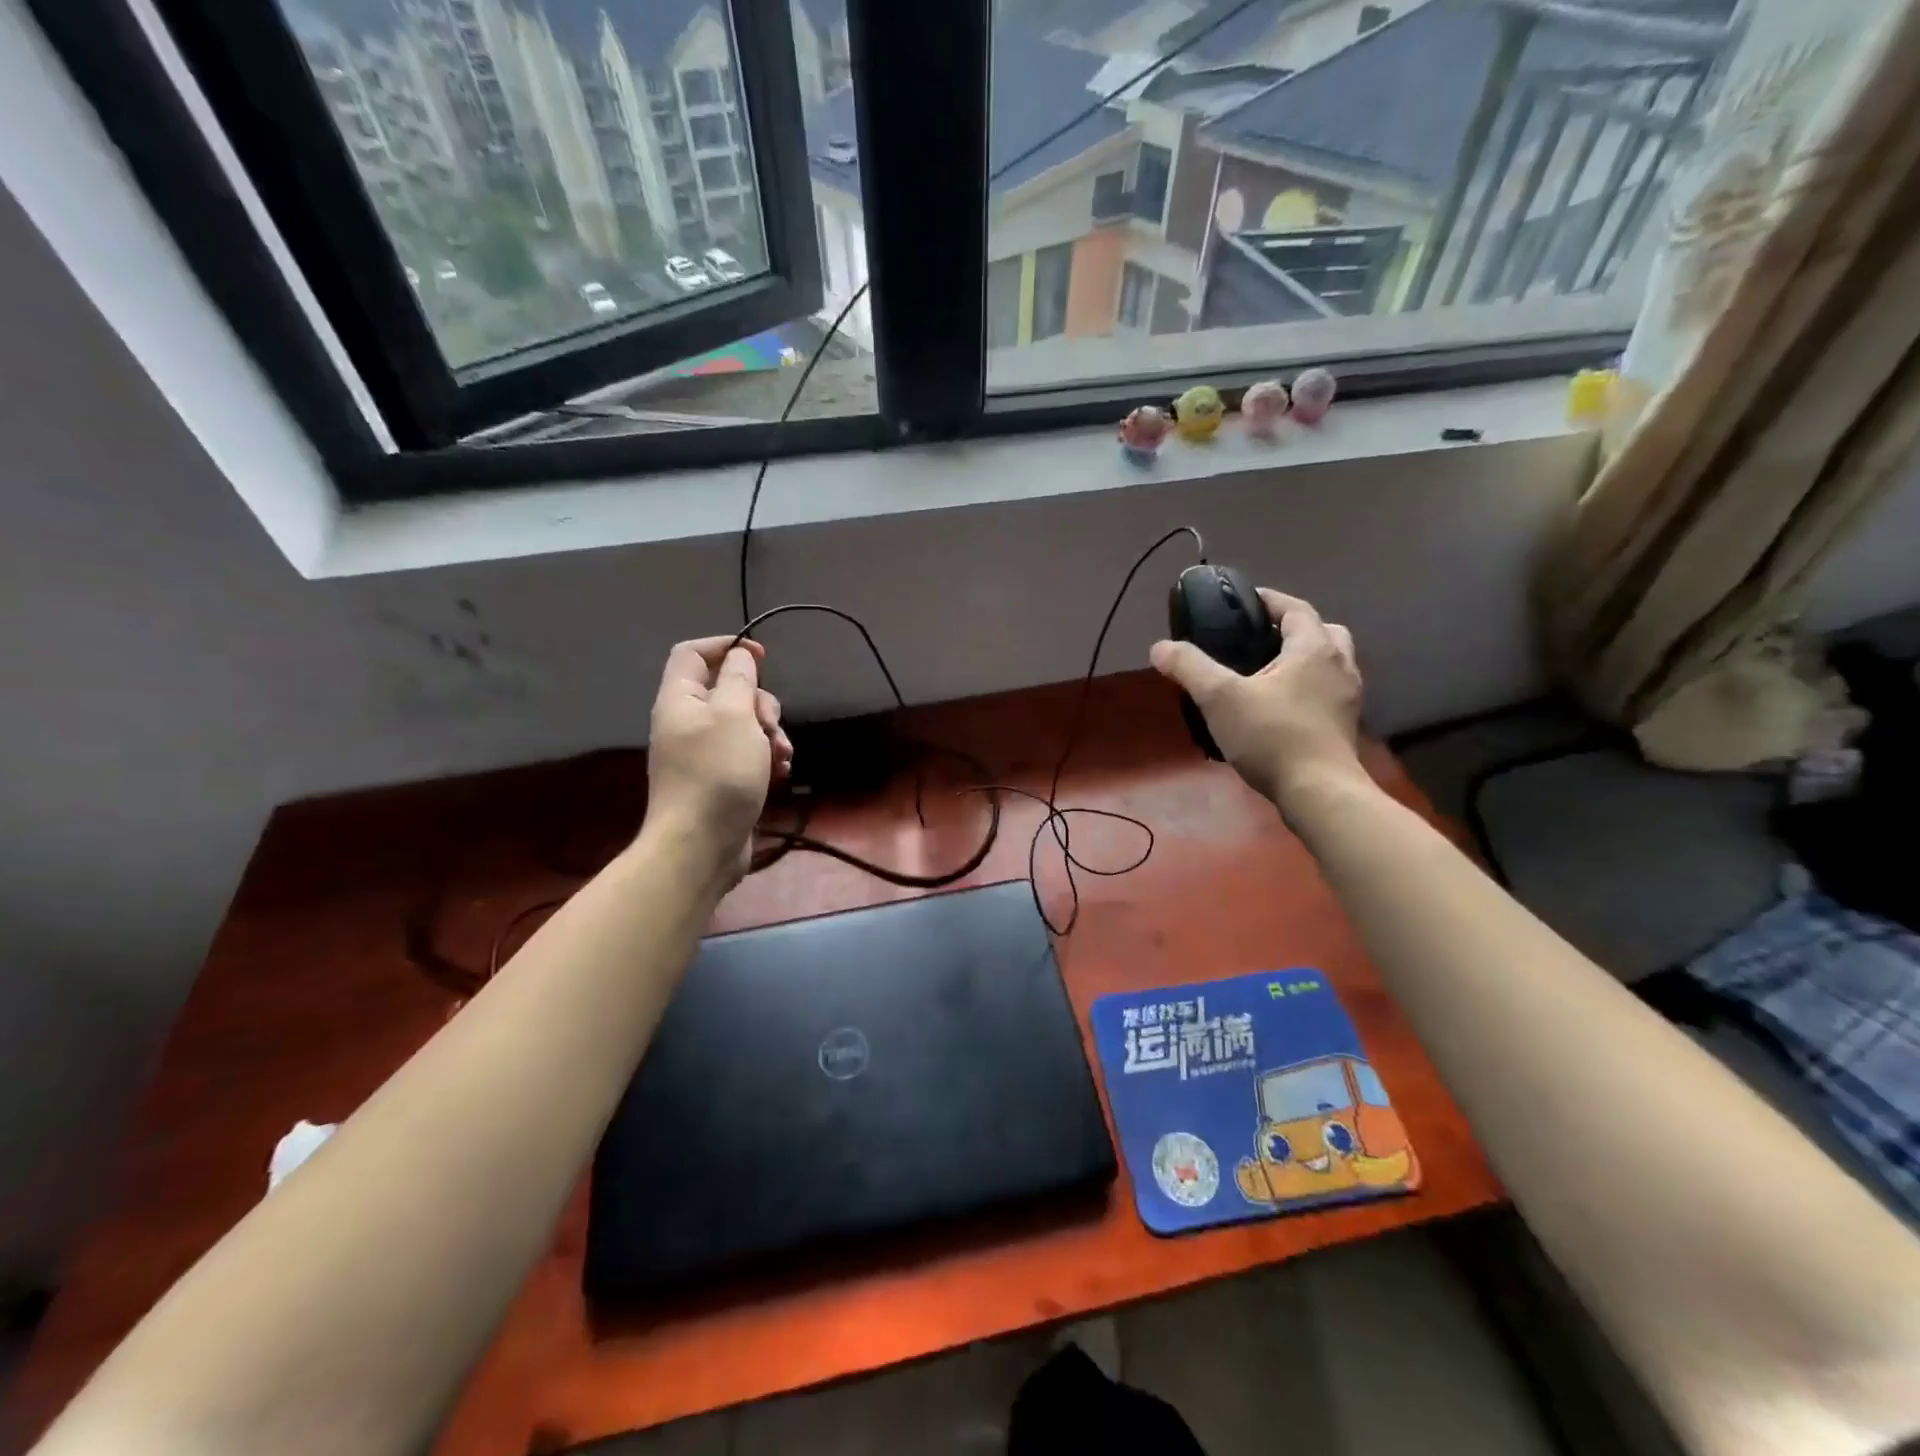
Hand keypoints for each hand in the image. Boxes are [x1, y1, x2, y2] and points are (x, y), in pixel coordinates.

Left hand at [642, 636, 793, 883]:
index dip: (726, 646)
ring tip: (781, 756)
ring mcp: (702, 754)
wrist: (701, 846)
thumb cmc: (718, 772)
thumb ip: (739, 679)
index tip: (761, 656)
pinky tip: (780, 773)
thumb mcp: (735, 715)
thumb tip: (739, 655)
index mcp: (681, 700)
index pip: (693, 653)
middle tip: (769, 723)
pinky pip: (746, 755)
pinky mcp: (719, 780)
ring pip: (743, 725)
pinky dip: (765, 759)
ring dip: (769, 734)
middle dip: (759, 702)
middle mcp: (687, 723)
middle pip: (727, 691)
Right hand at [1150, 590, 1366, 813]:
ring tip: (1266, 673)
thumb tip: (1160, 647)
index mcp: (1314, 647)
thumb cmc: (1272, 736)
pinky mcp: (1344, 725)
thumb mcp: (1219, 698)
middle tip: (1258, 640)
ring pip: (1328, 662)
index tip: (1241, 603)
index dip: (1268, 600)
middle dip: (1290, 629)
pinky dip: (1306, 687)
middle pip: (1320, 631)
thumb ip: (1189, 667)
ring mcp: (1347, 697)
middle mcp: (1340, 664)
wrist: (1318, 793)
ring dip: (1302, 659)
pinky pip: (1326, 691)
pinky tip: (1279, 706)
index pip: (1294, 607)